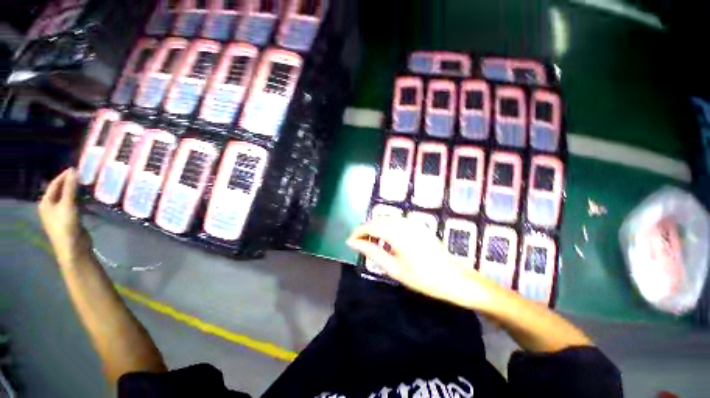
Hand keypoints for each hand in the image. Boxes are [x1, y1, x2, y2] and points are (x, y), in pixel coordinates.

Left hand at [38, 168, 91, 266]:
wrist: (73, 247)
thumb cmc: (66, 225)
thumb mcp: (68, 205)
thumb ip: (71, 188)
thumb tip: (74, 170)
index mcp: (46, 202)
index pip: (55, 184)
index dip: (64, 176)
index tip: (77, 168)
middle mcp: (51, 206)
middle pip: (61, 191)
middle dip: (72, 183)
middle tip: (84, 176)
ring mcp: (60, 214)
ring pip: (69, 198)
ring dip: (77, 192)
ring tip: (88, 186)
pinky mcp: (70, 219)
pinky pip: (74, 205)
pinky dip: (81, 200)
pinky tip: (89, 199)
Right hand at [347, 217, 495, 309]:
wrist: (454, 279)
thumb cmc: (423, 278)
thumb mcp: (394, 268)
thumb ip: (373, 252)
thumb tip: (354, 243)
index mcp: (397, 233)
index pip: (371, 226)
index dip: (358, 232)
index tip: (349, 242)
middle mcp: (403, 223)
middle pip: (378, 220)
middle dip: (366, 230)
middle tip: (358, 244)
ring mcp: (412, 223)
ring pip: (387, 219)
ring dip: (376, 228)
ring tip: (370, 243)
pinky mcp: (418, 226)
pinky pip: (396, 222)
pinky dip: (386, 228)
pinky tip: (386, 240)